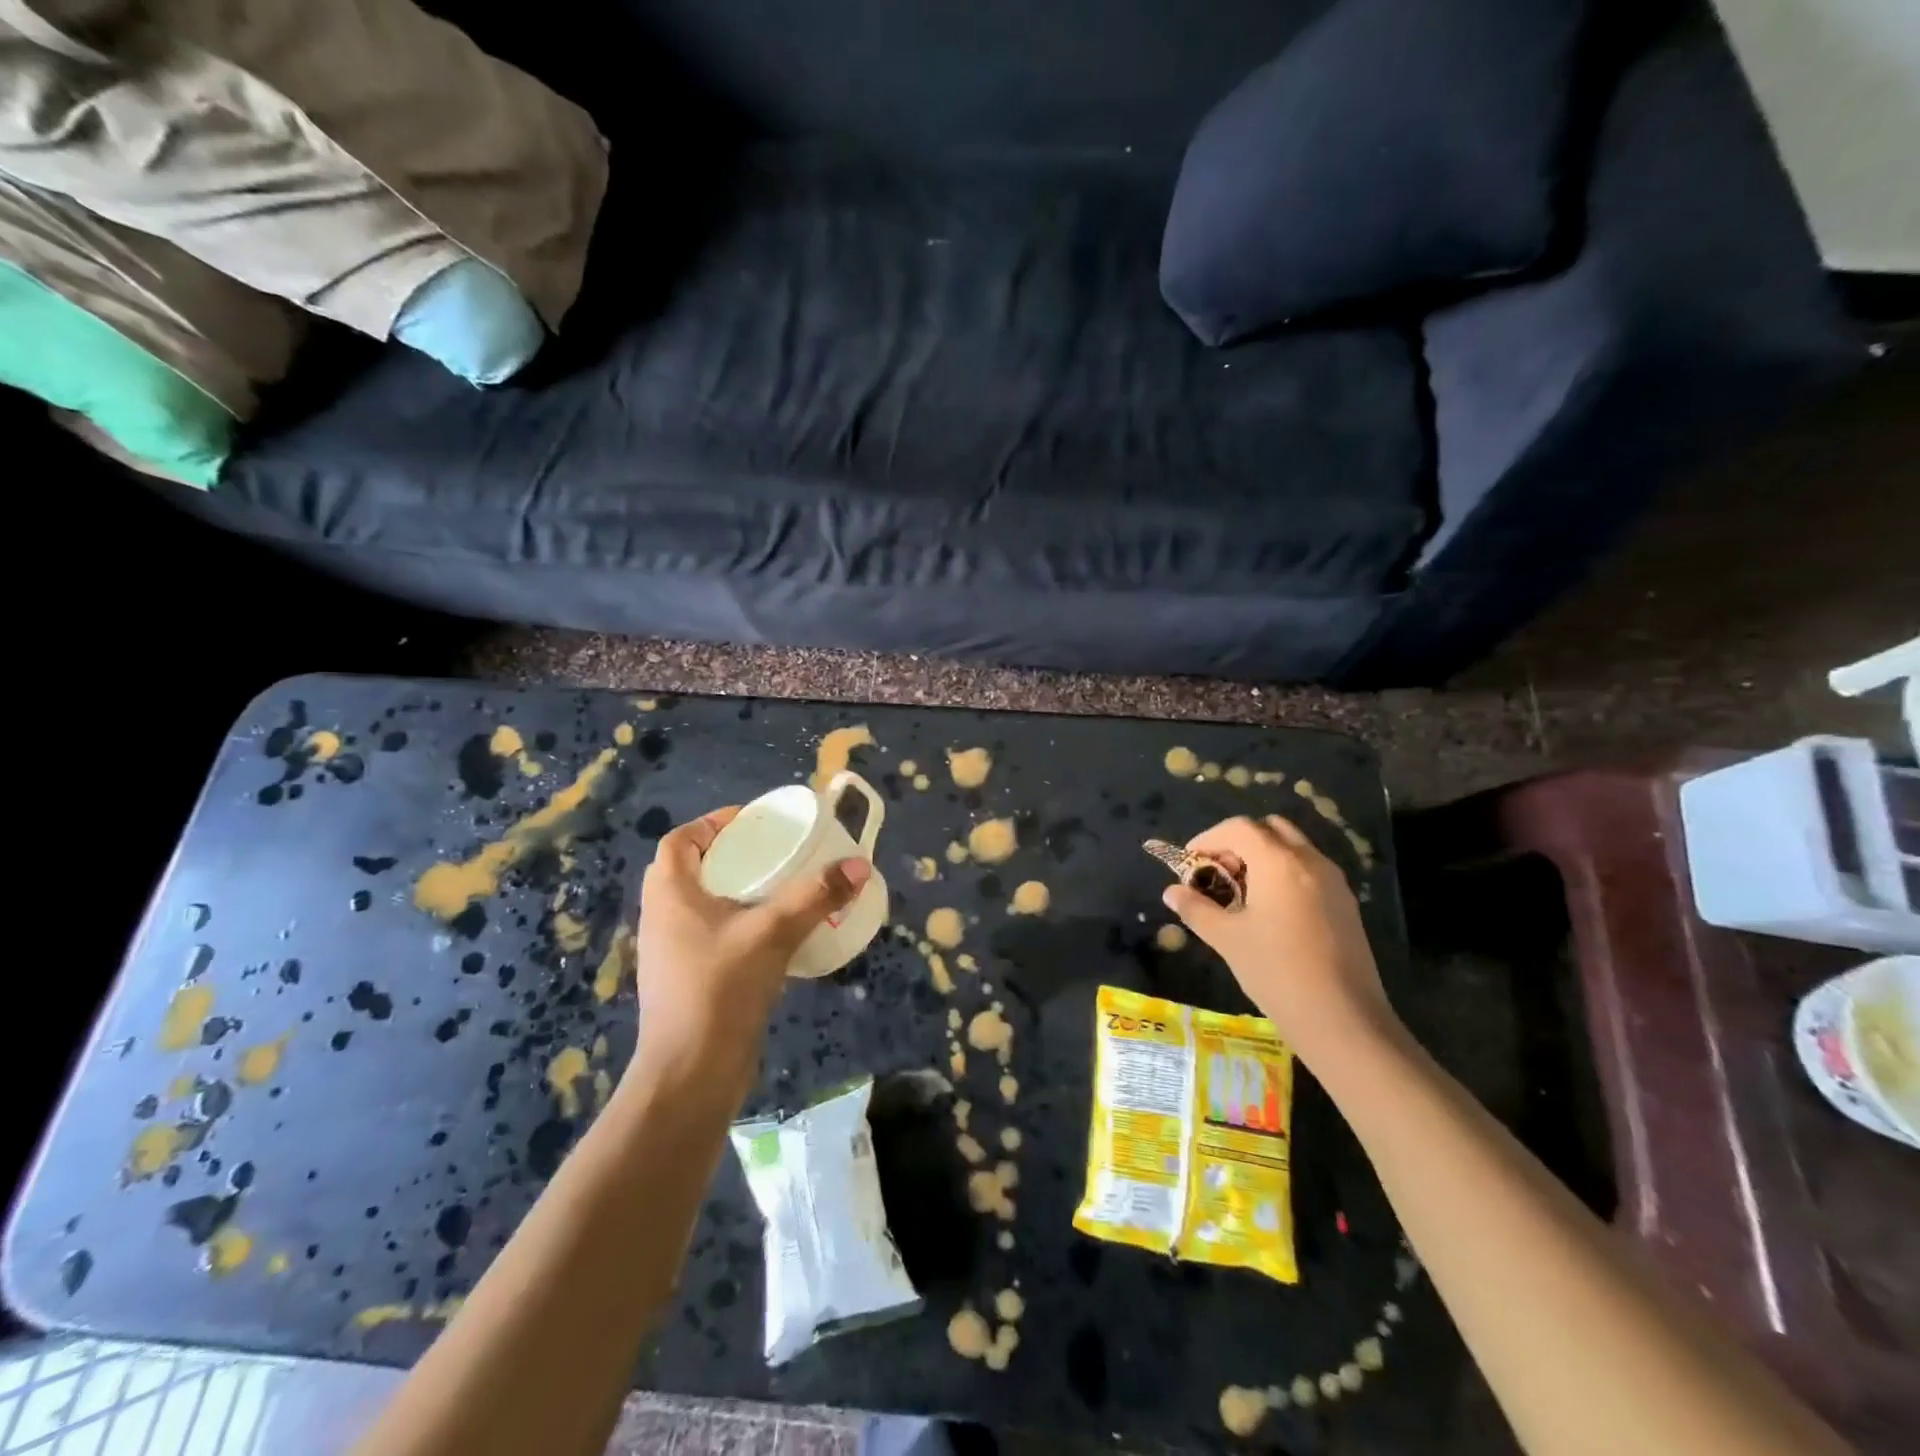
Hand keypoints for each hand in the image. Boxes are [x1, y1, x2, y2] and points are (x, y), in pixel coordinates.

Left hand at [631, 807, 870, 1078]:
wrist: (690, 1075)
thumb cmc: (720, 989)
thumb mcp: (772, 933)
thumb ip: (815, 897)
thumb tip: (859, 866)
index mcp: (670, 894)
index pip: (680, 841)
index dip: (713, 823)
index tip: (754, 822)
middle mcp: (663, 918)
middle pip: (693, 870)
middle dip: (733, 855)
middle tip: (776, 852)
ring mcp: (673, 953)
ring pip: (704, 906)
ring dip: (738, 892)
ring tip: (782, 888)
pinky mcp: (689, 981)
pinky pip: (714, 936)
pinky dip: (741, 925)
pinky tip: (776, 935)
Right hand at [1162, 815, 1396, 1063]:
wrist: (1343, 1019)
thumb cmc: (1276, 971)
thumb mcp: (1227, 939)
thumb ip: (1196, 909)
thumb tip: (1171, 892)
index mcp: (1279, 862)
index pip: (1239, 828)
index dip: (1209, 839)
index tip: (1190, 862)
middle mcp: (1310, 861)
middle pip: (1270, 829)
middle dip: (1239, 843)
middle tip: (1219, 873)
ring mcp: (1334, 882)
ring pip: (1293, 849)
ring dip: (1263, 858)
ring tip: (1242, 895)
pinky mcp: (1346, 904)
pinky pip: (1309, 871)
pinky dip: (1285, 875)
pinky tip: (1271, 913)